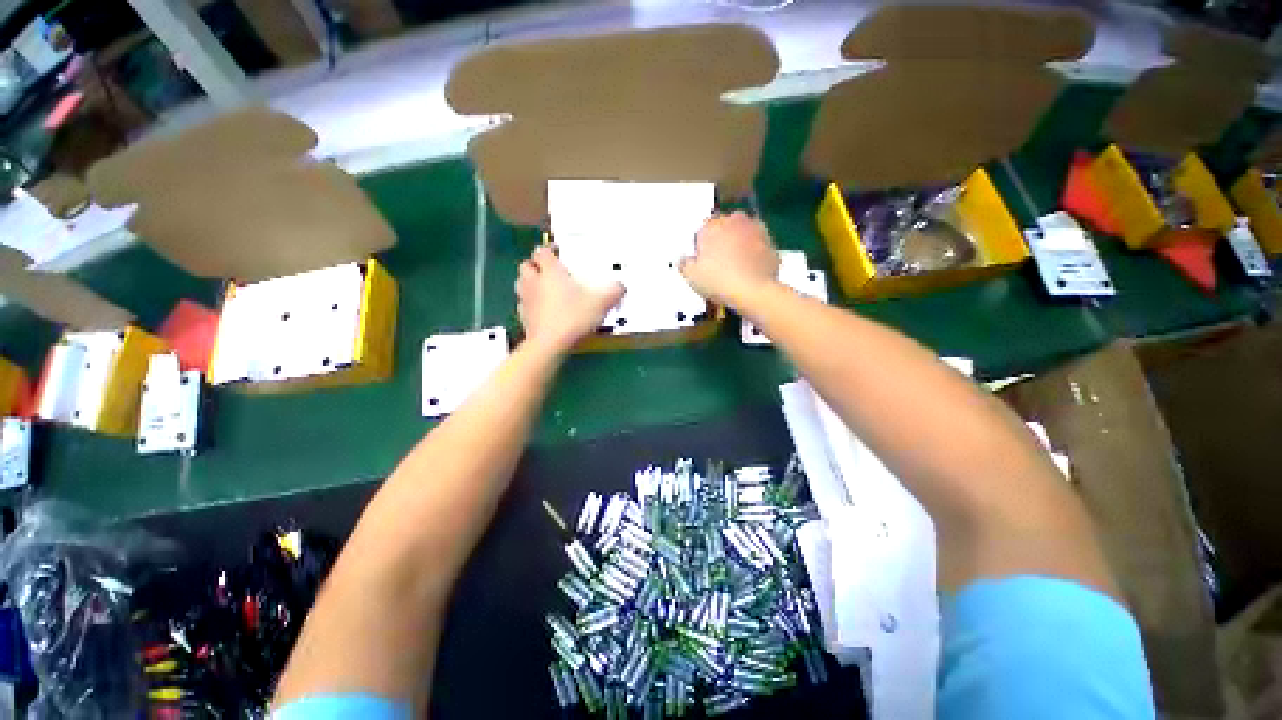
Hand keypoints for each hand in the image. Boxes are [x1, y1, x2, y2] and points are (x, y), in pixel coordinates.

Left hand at [516, 245, 623, 354]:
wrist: (550, 344)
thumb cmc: (573, 317)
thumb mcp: (601, 302)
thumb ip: (613, 291)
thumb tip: (621, 286)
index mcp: (550, 272)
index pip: (542, 251)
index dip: (549, 249)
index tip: (559, 252)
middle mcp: (534, 282)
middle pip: (527, 265)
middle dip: (536, 265)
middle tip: (550, 270)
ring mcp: (526, 300)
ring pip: (521, 283)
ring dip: (530, 282)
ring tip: (545, 288)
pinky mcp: (524, 318)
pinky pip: (524, 305)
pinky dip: (531, 304)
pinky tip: (542, 310)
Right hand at [680, 211, 779, 307]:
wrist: (752, 291)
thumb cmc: (717, 281)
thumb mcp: (692, 276)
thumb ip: (684, 264)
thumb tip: (682, 259)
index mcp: (712, 226)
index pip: (703, 228)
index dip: (702, 244)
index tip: (702, 259)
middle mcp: (734, 221)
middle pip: (726, 226)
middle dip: (723, 238)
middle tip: (720, 261)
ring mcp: (756, 230)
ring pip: (745, 233)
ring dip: (741, 243)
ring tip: (737, 265)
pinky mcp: (771, 243)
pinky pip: (759, 245)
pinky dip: (755, 253)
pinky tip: (751, 270)